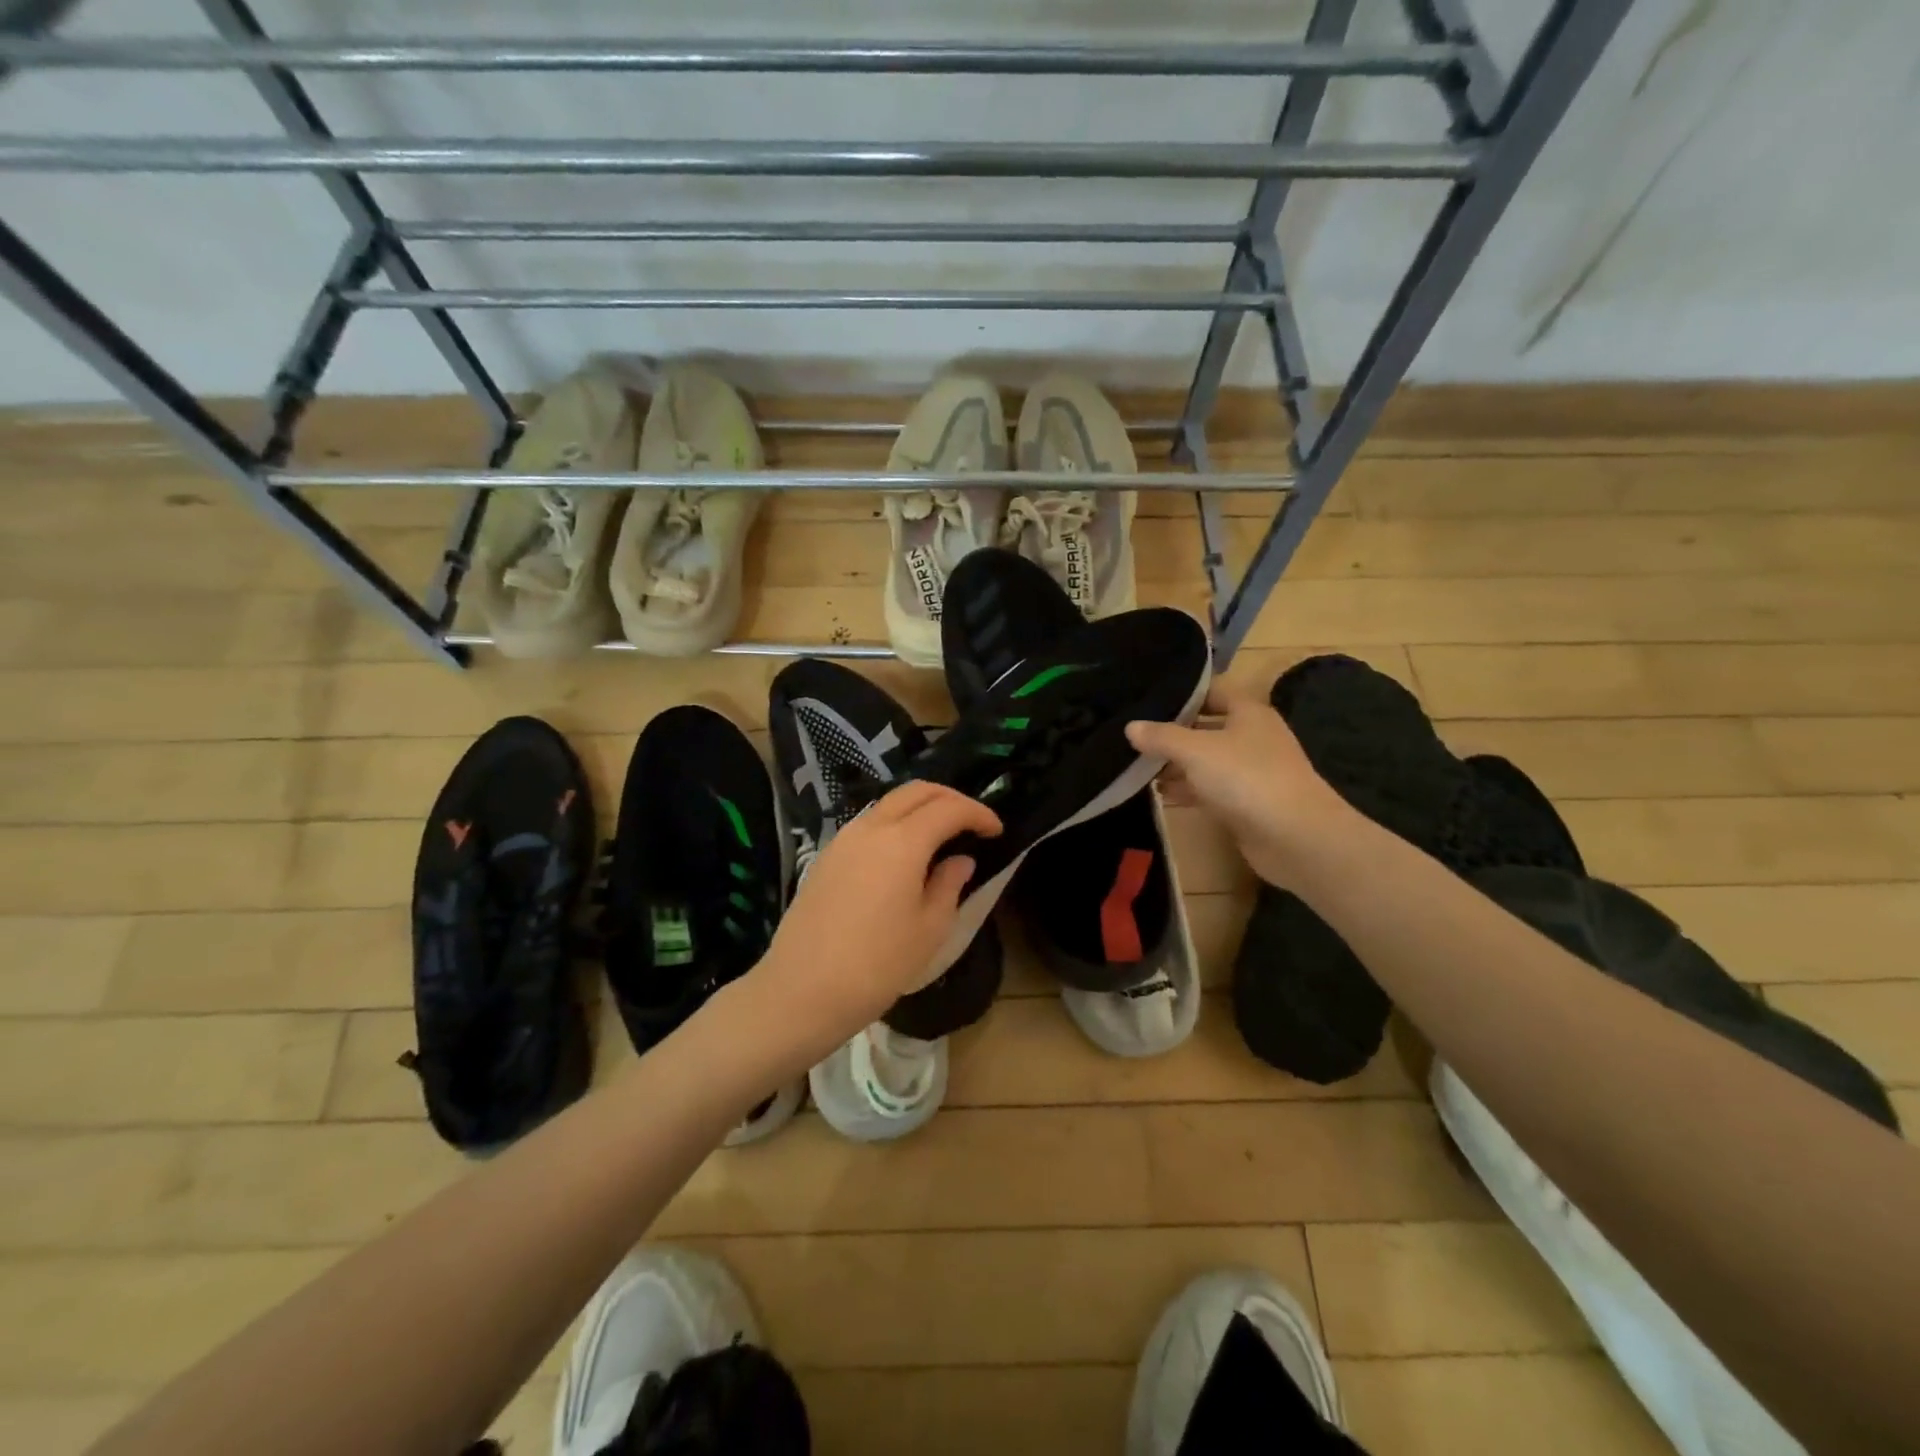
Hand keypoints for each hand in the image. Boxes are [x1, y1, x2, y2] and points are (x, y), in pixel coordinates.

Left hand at [749, 781, 1001, 1063]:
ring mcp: (843, 839)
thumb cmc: (877, 965)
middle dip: (949, 798)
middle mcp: (871, 827)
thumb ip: (949, 885)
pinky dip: (895, 824)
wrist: (801, 990)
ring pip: (889, 804)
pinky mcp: (826, 857)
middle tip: (972, 821)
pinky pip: (869, 824)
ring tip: (941, 835)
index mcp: (903, 841)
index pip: (949, 808)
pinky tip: (904, 854)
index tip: (997, 831)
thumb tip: (960, 860)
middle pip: (916, 792)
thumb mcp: (929, 929)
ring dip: (920, 808)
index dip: (978, 813)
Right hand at [1126, 678, 1354, 889]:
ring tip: (1139, 766)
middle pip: (1207, 727)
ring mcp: (1252, 772)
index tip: (1149, 698)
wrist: (1295, 837)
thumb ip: (1161, 737)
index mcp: (1249, 713)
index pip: (1213, 691)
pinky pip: (1211, 789)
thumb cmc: (1246, 778)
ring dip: (1178, 764)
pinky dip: (1188, 790)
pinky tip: (1160, 794)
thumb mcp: (1196, 751)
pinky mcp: (1247, 803)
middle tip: (1135, 735)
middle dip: (1174, 732)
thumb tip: (1130, 727)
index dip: (1184, 692)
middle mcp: (1253, 737)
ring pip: (1207, 761)